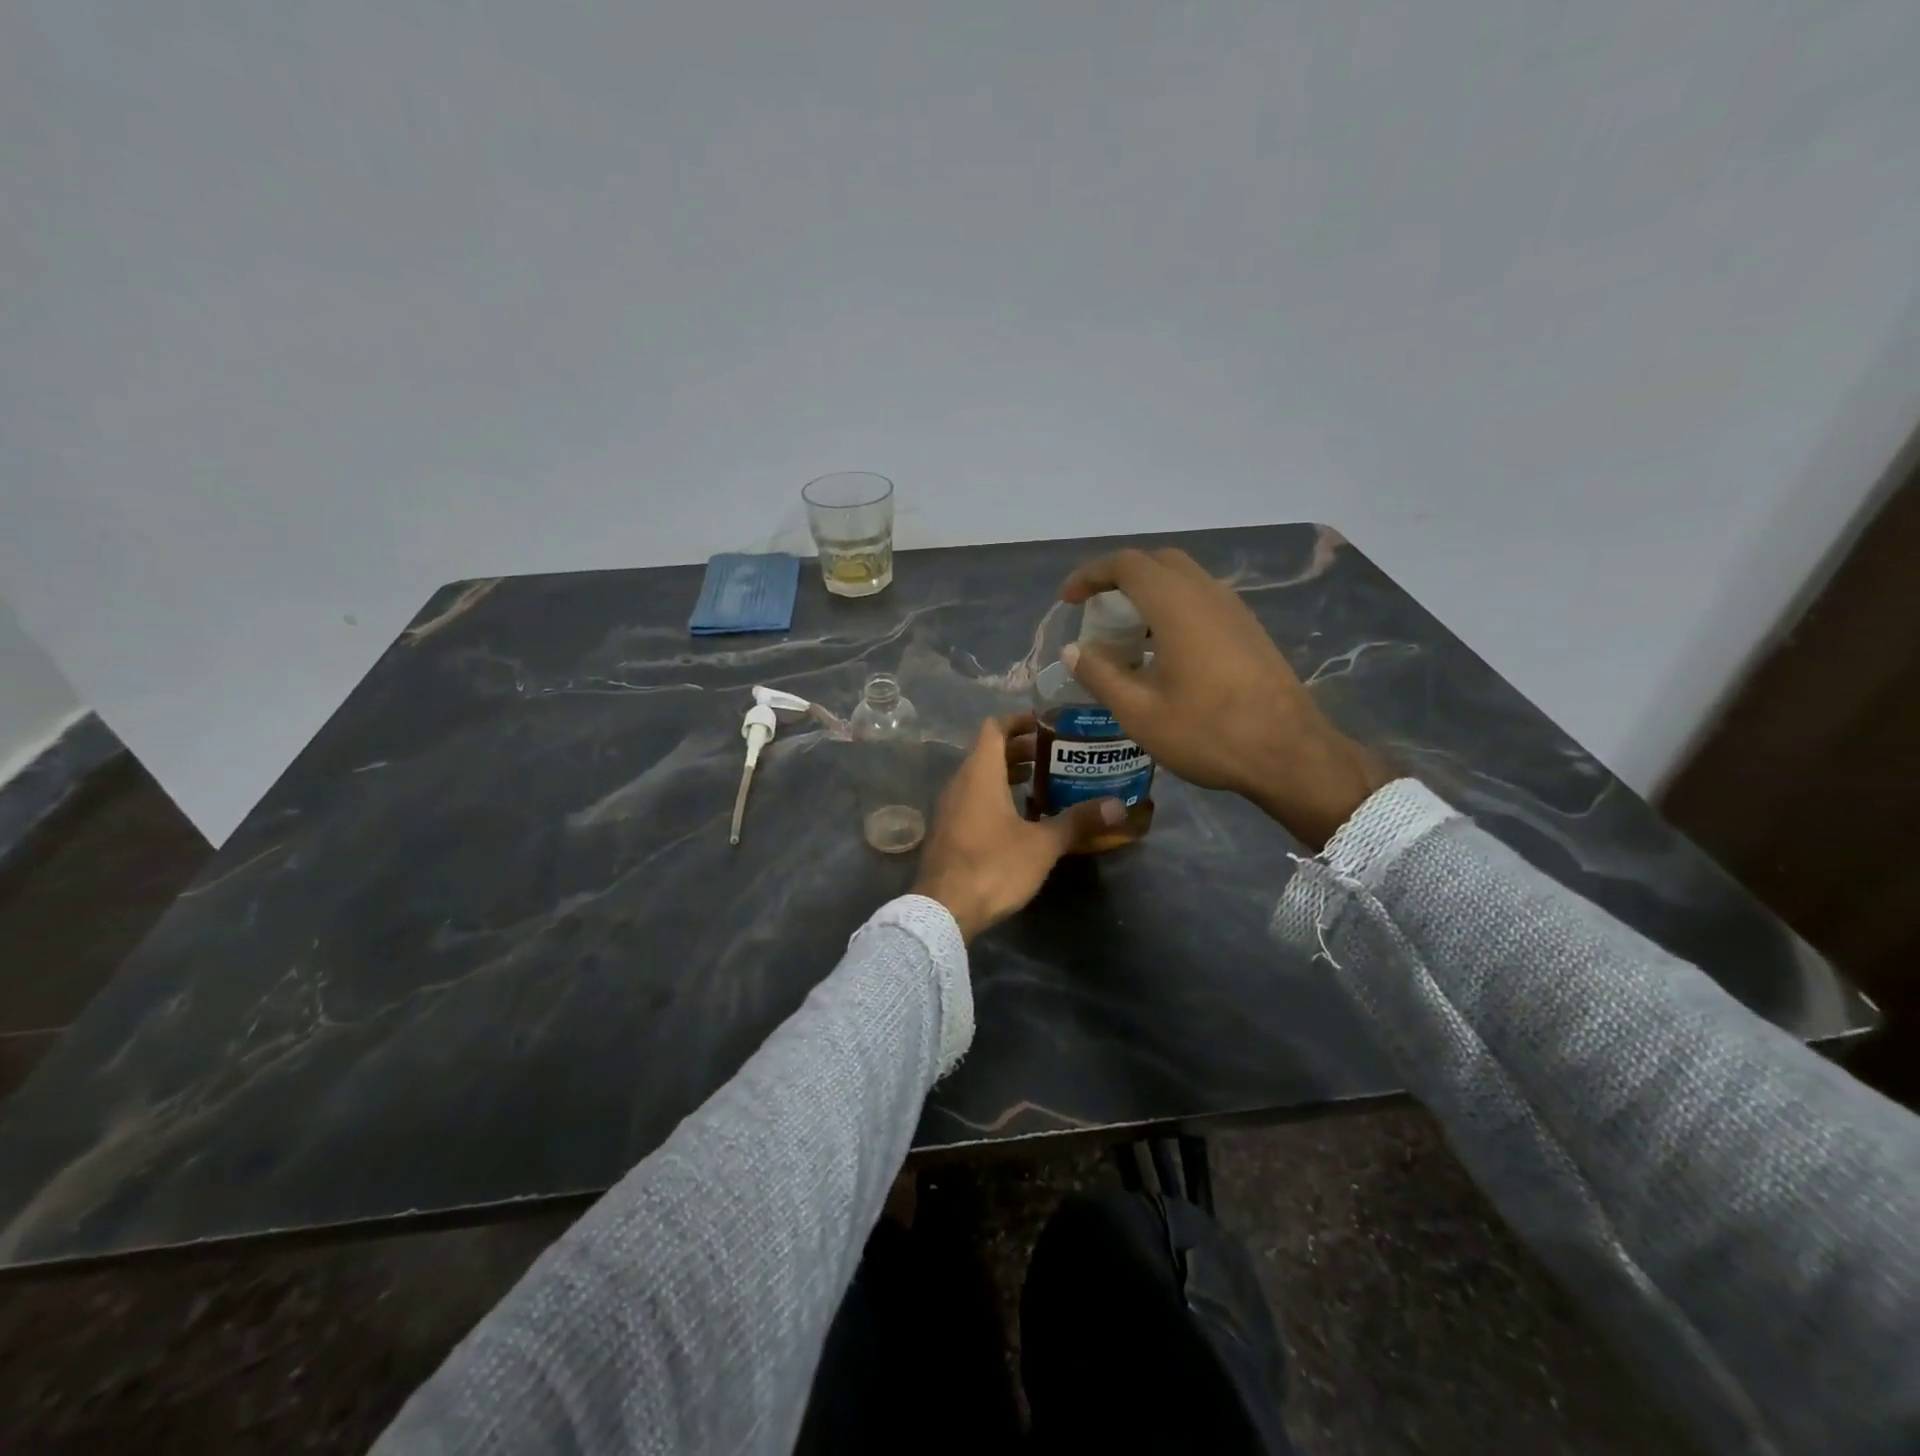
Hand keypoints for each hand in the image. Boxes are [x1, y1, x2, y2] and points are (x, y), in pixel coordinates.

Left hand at [913, 713, 1123, 941]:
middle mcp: (960, 783)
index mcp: (980, 773)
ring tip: (1042, 781)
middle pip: (988, 752)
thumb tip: (1117, 806)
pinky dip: (994, 795)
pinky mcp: (947, 831)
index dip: (1019, 720)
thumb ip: (1077, 821)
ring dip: (1007, 773)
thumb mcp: (1042, 844)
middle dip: (1020, 748)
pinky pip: (972, 799)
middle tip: (1054, 755)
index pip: (994, 728)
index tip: (1046, 723)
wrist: (942, 909)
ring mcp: (949, 808)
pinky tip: (1019, 817)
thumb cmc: (993, 866)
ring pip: (979, 777)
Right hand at [1060, 547, 1389, 848]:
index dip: (1090, 575)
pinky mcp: (1249, 630)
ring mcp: (1234, 610)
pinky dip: (1173, 609)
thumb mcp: (1139, 712)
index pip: (1126, 565)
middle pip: (1158, 563)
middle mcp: (1207, 594)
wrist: (1289, 753)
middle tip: (1097, 611)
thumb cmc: (1207, 732)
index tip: (1068, 600)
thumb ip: (1100, 675)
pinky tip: (1164, 652)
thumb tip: (1072, 651)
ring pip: (1184, 580)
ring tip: (1127, 635)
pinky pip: (1203, 601)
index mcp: (1176, 605)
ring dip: (1150, 594)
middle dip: (1120, 578)